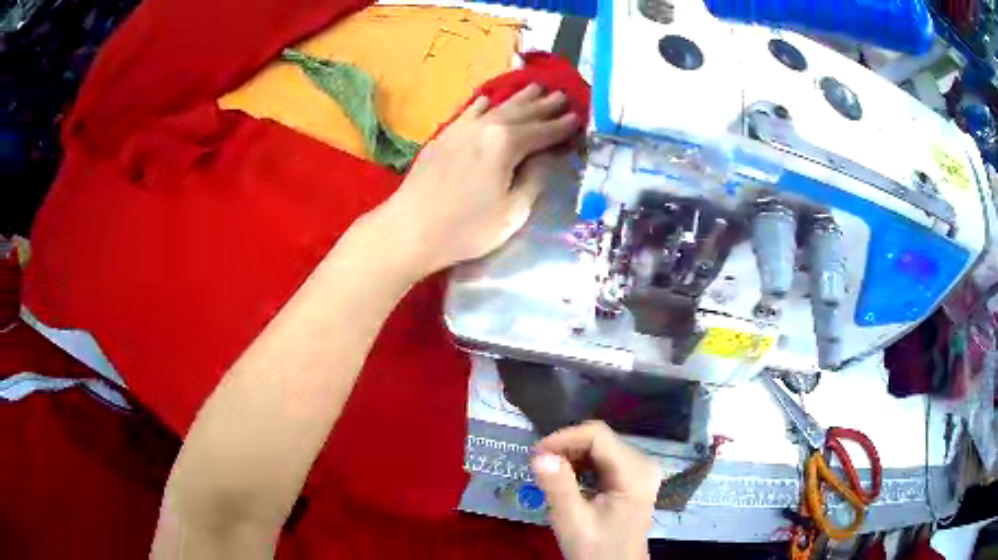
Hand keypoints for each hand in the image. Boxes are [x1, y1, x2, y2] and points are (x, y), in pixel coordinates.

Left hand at [377, 83, 579, 275]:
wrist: (410, 229)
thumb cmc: (467, 228)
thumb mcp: (513, 212)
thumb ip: (534, 180)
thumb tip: (545, 158)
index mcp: (506, 144)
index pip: (542, 132)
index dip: (562, 126)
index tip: (578, 118)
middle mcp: (485, 127)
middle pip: (521, 113)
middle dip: (544, 105)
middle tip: (563, 95)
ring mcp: (461, 129)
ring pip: (497, 108)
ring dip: (519, 98)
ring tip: (536, 87)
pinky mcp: (444, 137)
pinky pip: (468, 112)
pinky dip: (483, 105)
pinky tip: (488, 99)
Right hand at [531, 421, 660, 559]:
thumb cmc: (596, 549)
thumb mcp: (573, 521)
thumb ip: (558, 487)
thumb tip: (539, 455)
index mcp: (635, 472)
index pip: (598, 436)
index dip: (564, 438)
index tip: (535, 454)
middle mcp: (643, 463)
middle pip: (600, 440)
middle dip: (566, 448)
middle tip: (538, 466)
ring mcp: (640, 470)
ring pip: (600, 447)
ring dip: (572, 456)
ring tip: (549, 475)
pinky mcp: (633, 477)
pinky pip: (604, 459)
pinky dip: (582, 465)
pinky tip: (567, 480)